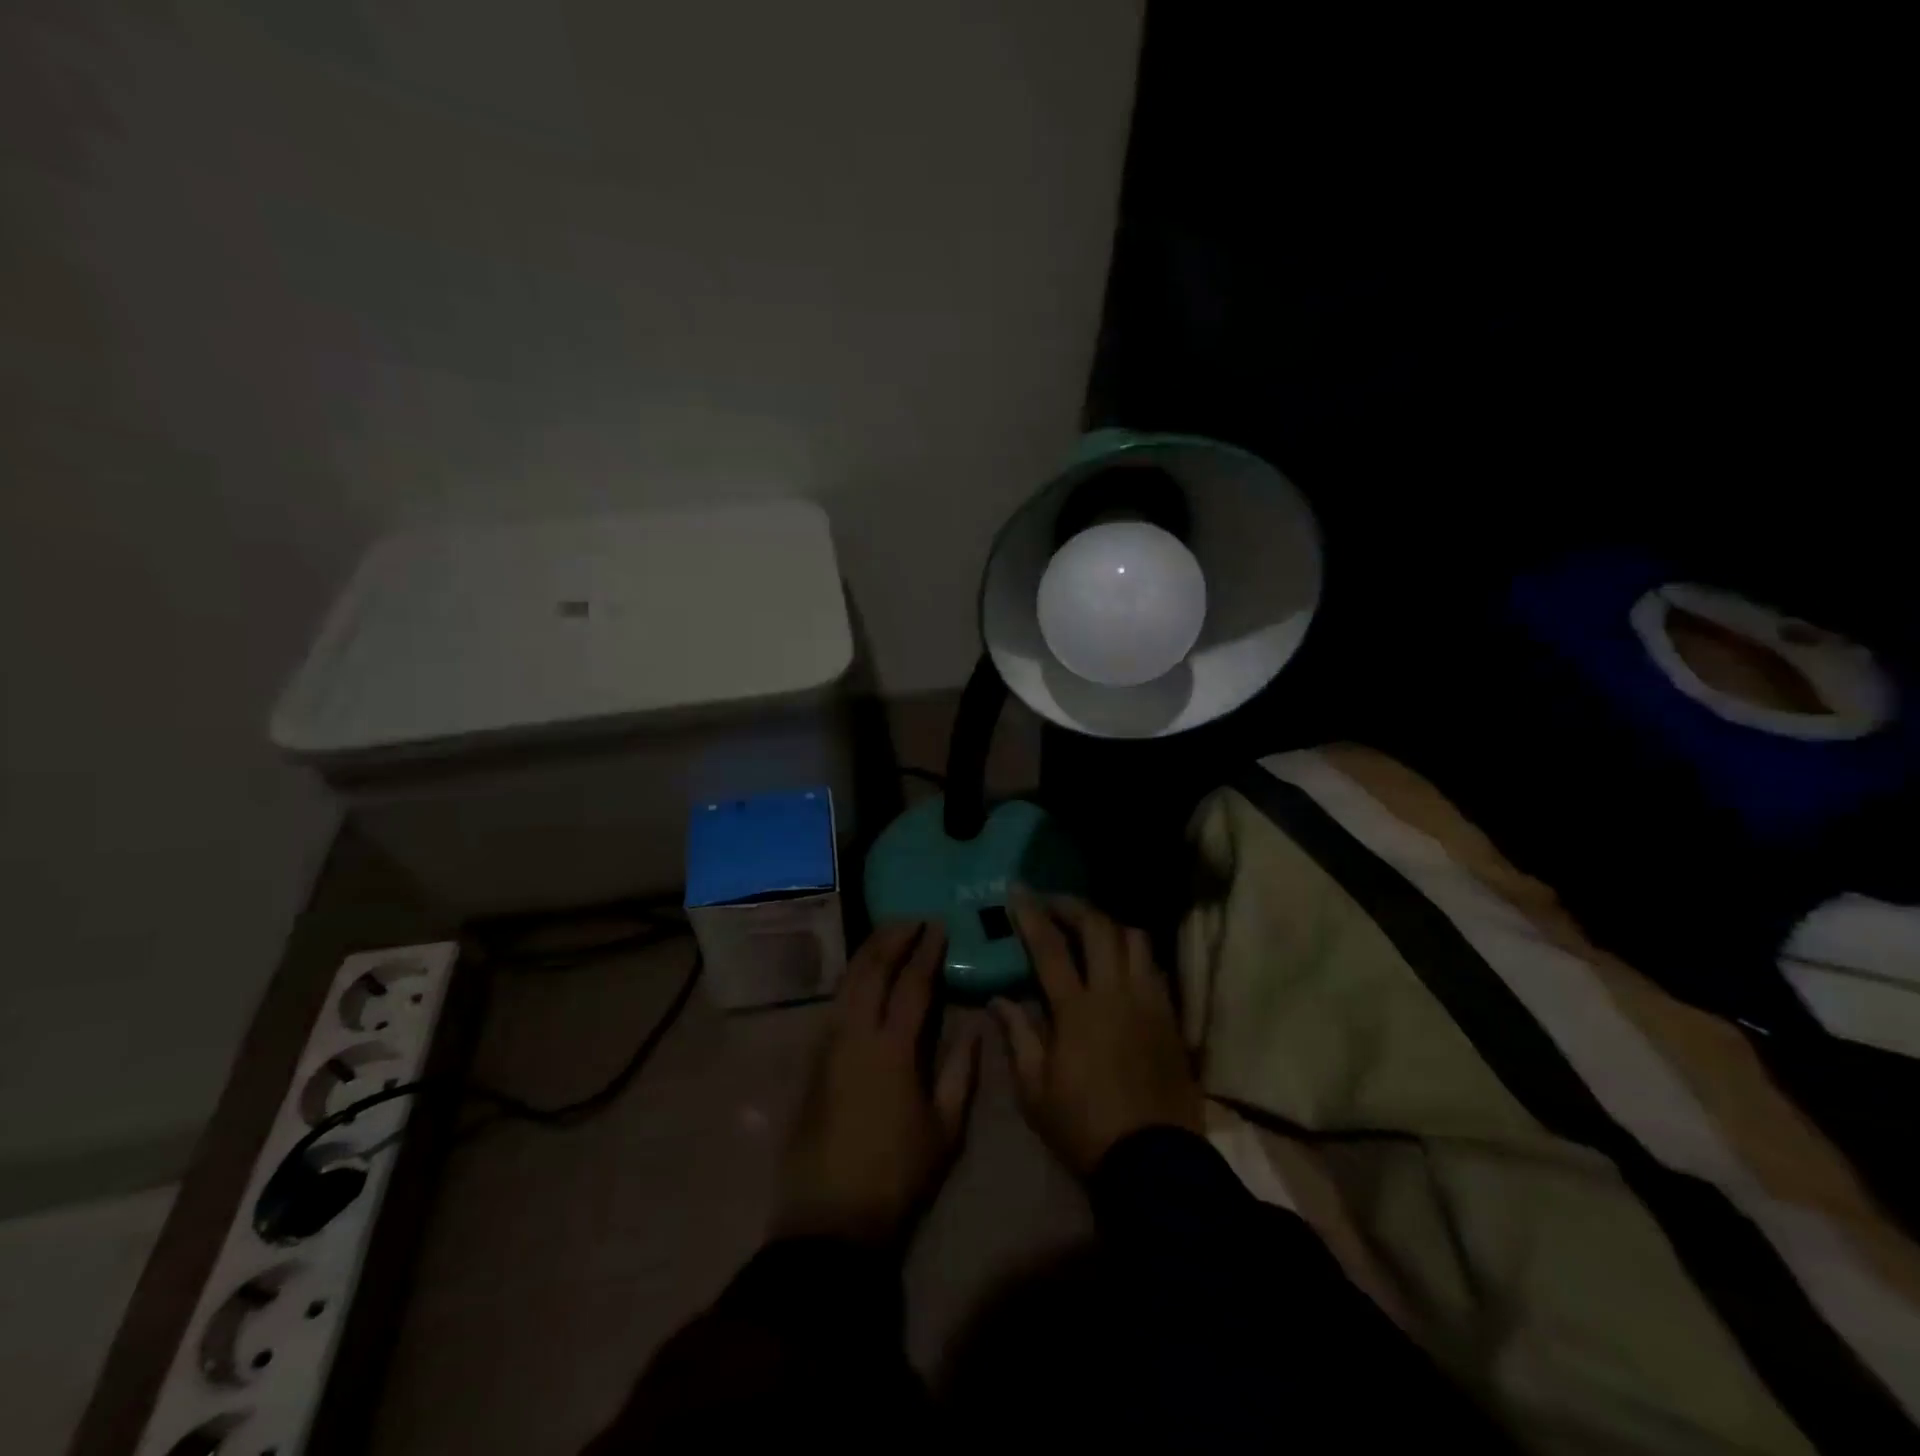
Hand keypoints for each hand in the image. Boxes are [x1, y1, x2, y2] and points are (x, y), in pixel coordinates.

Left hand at [776, 922, 981, 1245]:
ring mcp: (827, 1045)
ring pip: (845, 982)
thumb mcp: (945, 1129)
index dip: (926, 952)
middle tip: (911, 920)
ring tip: (888, 937)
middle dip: (890, 938)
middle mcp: (854, 1035)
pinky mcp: (812, 1061)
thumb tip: (976, 1028)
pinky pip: (835, 1004)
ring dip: (867, 954)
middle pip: (870, 969)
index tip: (939, 927)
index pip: (911, 984)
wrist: (830, 1219)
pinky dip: (852, 979)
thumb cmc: (897, 1176)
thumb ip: (961, 1072)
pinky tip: (864, 979)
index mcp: (892, 1049)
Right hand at [992, 892, 1203, 1176]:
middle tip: (1052, 902)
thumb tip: (999, 999)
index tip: (1016, 892)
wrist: (1153, 1160)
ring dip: (1108, 924)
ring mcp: (1149, 1000)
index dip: (1031, 915)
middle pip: (1098, 927)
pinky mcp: (1171, 1016)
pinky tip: (1121, 961)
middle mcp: (1116, 992)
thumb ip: (1018, 1035)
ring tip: (1089, 928)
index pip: (1050, 946)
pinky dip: (1134, 952)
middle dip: (1072, 905)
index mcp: (1077, 1009)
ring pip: (1134, 938)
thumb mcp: (1034, 1089)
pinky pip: (1154, 965)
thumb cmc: (1083, 1126)